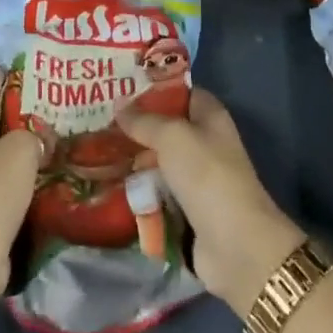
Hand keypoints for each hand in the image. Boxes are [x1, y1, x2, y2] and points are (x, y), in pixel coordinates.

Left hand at [0, 69, 40, 301]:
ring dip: (21, 144)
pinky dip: (16, 171)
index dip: (16, 77)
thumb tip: (41, 138)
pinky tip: (45, 168)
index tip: (47, 74)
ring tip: (57, 134)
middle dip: (22, 111)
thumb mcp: (20, 150)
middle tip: (59, 104)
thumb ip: (34, 132)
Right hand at [117, 88, 305, 318]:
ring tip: (97, 153)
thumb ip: (143, 120)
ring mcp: (196, 178)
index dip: (153, 88)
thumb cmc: (206, 175)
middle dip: (136, 127)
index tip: (120, 88)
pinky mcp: (187, 209)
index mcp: (210, 116)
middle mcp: (205, 143)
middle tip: (99, 121)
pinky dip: (139, 190)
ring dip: (134, 160)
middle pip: (166, 128)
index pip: (180, 93)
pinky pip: (157, 192)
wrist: (235, 244)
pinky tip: (111, 185)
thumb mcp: (172, 136)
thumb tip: (118, 103)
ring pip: (158, 161)